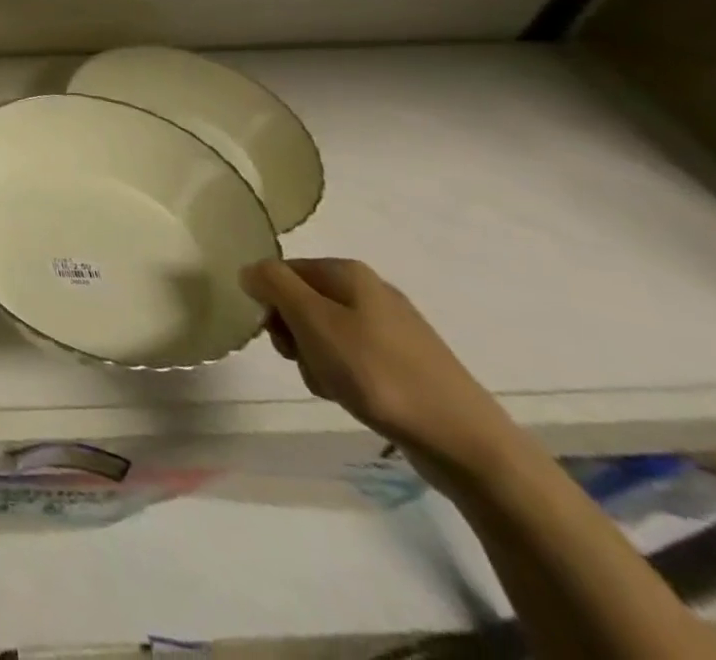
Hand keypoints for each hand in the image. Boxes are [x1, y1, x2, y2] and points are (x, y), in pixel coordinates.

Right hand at [241, 258, 516, 476]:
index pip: (281, 271)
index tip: (280, 337)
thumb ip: (273, 285)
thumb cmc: (379, 374)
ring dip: (316, 360)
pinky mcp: (406, 363)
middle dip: (294, 334)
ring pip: (324, 334)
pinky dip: (343, 376)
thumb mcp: (313, 321)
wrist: (467, 444)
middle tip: (306, 361)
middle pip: (301, 302)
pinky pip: (353, 358)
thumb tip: (249, 271)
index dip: (270, 303)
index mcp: (348, 272)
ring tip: (334, 387)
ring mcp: (392, 329)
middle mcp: (369, 291)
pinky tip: (354, 398)